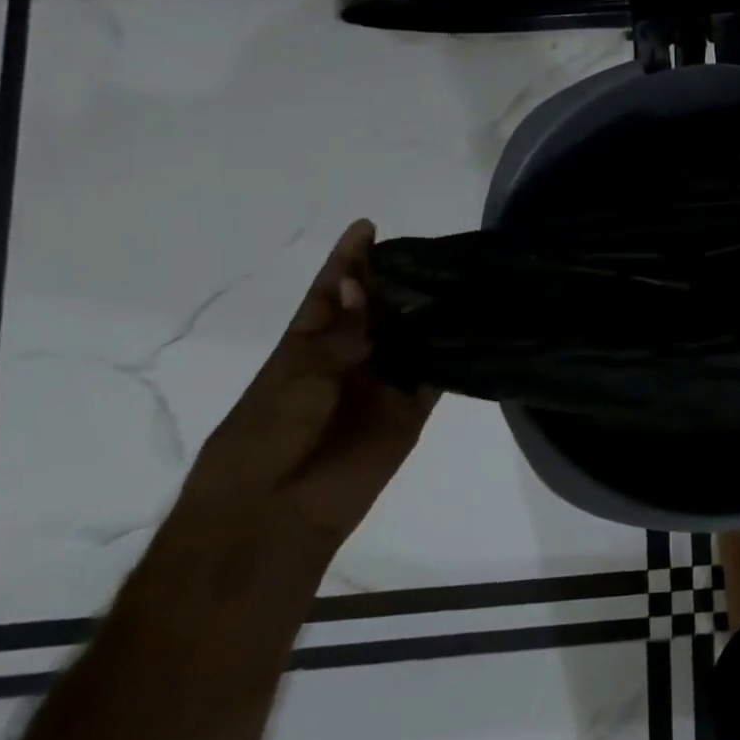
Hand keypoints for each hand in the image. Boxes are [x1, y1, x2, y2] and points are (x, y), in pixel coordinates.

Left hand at [169, 219, 437, 567]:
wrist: (275, 512)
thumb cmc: (266, 437)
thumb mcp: (295, 375)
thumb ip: (336, 333)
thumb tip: (359, 286)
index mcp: (307, 346)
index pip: (330, 292)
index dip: (347, 261)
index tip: (367, 226)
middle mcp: (349, 357)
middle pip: (377, 309)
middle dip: (396, 280)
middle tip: (429, 250)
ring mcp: (382, 382)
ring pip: (410, 336)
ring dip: (428, 312)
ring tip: (458, 276)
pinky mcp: (411, 408)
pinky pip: (435, 374)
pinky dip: (452, 352)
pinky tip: (473, 323)